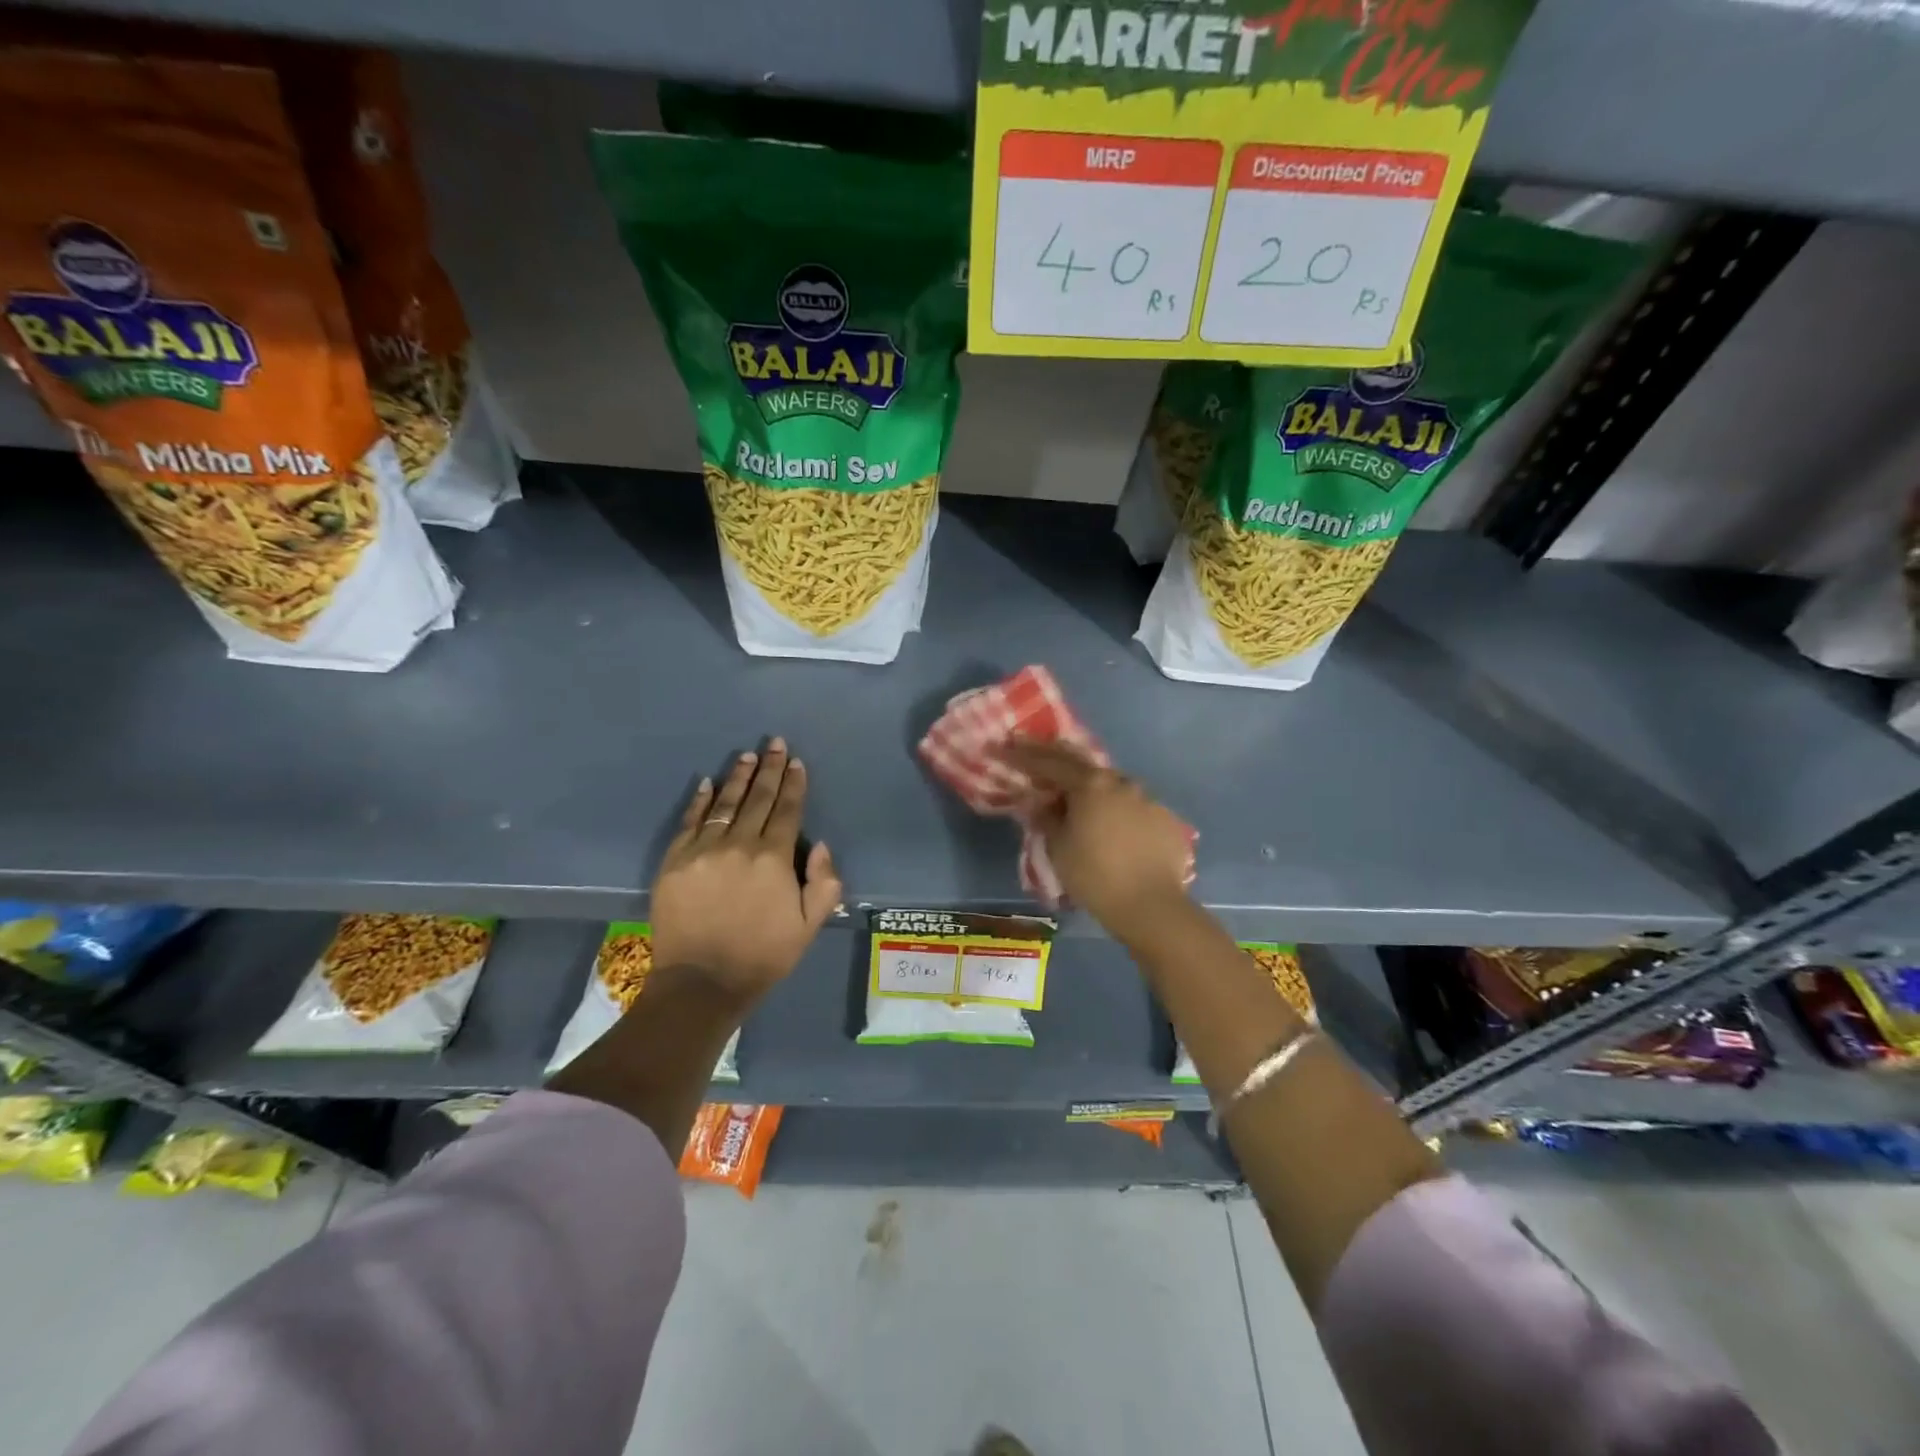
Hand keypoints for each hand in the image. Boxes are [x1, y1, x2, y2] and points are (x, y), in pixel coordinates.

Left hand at [650, 738, 842, 1000]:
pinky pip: (689, 822)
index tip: (797, 762)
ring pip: (724, 804)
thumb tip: (820, 846)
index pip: (787, 811)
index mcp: (774, 859)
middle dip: (770, 769)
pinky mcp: (674, 862)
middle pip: (758, 799)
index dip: (794, 784)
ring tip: (748, 756)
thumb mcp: (809, 926)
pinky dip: (699, 801)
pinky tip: (706, 783)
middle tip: (775, 744)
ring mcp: (702, 851)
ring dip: (738, 778)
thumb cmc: (763, 956)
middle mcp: (739, 845)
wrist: (701, 983)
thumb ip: (824, 883)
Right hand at [999, 737, 1191, 935]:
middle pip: (1083, 765)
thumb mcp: (1058, 847)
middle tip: (1036, 757)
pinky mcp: (1166, 820)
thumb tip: (1040, 802)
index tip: (1004, 746)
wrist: (1151, 906)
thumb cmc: (1094, 876)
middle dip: (1057, 760)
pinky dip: (1117, 810)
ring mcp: (1149, 799)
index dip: (1023, 754)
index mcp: (1090, 784)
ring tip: (1078, 797)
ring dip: (1091, 787)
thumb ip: (1046, 817)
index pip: (1049, 762)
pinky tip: (1113, 827)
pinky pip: (1134, 808)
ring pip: (1112, 785)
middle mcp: (1121, 782)